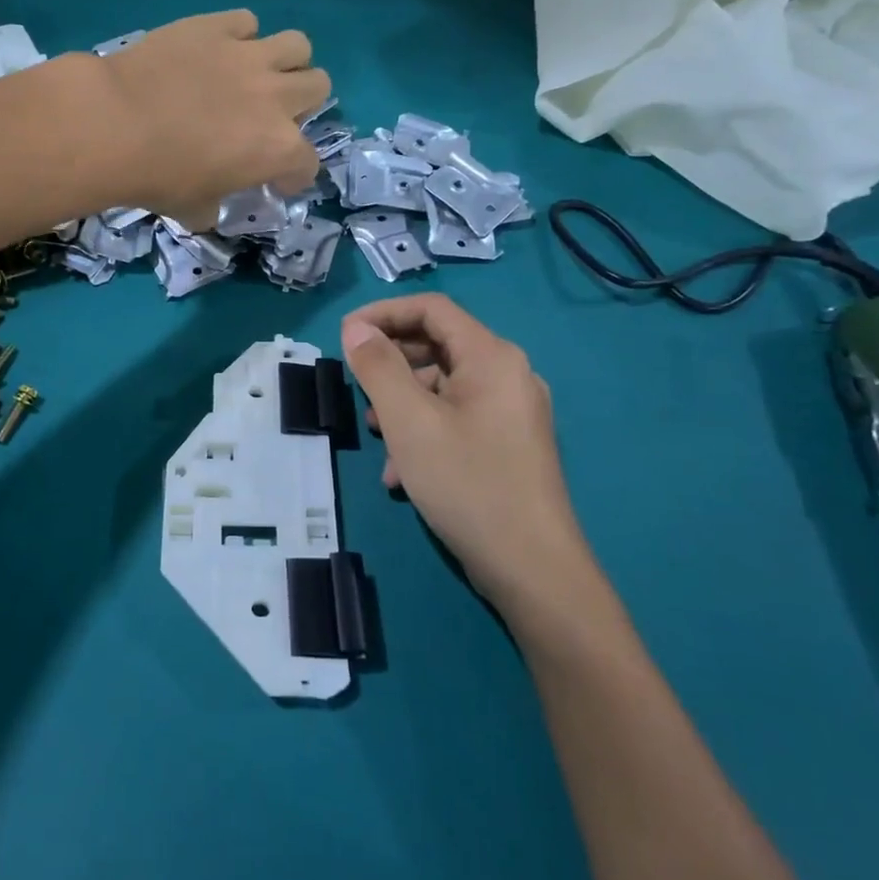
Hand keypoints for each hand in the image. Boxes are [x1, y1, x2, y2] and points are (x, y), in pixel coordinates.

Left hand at [99, 10, 327, 228]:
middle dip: (302, 103)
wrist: (116, 123)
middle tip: (270, 114)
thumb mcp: (192, 210)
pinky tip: (219, 49)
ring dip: (286, 61)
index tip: (276, 179)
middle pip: (319, 86)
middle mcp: (276, 97)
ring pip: (298, 45)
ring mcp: (249, 55)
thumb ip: (212, 208)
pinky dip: (239, 35)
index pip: (308, 162)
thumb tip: (209, 209)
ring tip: (259, 73)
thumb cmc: (158, 177)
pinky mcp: (216, 26)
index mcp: (278, 149)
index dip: (294, 174)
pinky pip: (246, 21)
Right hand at [341, 294, 596, 620]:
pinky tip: (401, 474)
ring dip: (403, 404)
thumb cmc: (468, 483)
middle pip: (438, 346)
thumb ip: (379, 367)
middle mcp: (507, 375)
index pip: (432, 309)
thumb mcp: (409, 422)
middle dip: (391, 365)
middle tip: (356, 389)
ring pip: (444, 388)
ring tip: (375, 437)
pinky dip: (424, 433)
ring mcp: (512, 412)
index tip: (345, 336)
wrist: (533, 570)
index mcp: (491, 357)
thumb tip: (356, 328)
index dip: (384, 313)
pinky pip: (458, 420)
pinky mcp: (509, 445)